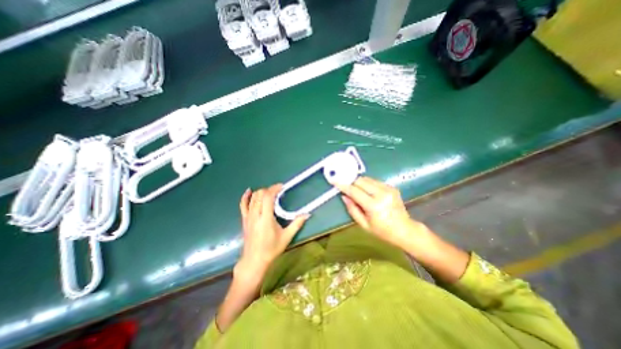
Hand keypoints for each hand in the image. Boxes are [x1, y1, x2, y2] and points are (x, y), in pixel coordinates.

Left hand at [235, 185, 306, 277]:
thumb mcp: (287, 237)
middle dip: (269, 190)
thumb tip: (307, 214)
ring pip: (252, 198)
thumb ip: (297, 224)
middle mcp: (255, 215)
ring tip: (269, 192)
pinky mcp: (244, 219)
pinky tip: (249, 191)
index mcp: (266, 218)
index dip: (274, 189)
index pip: (267, 197)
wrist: (254, 260)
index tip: (281, 187)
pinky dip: (245, 197)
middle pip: (259, 195)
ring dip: (261, 192)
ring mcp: (248, 217)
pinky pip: (242, 205)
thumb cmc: (271, 249)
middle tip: (277, 191)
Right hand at [335, 178, 427, 248]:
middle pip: (360, 181)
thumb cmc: (382, 231)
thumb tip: (344, 196)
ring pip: (367, 179)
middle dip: (351, 183)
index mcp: (374, 206)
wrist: (405, 230)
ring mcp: (388, 189)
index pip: (354, 191)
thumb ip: (352, 209)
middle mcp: (381, 194)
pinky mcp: (392, 187)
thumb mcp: (364, 225)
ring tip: (357, 190)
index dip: (343, 185)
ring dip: (359, 183)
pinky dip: (367, 184)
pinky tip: (368, 192)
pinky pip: (374, 181)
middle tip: (346, 187)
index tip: (334, 180)